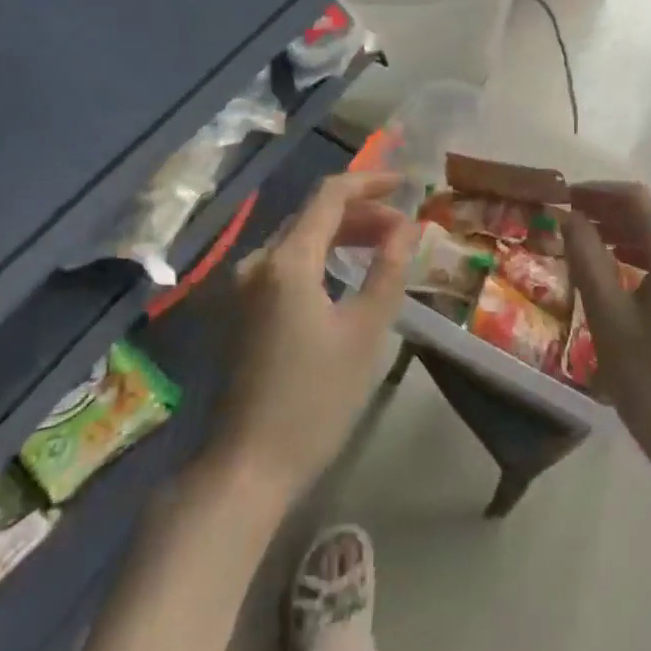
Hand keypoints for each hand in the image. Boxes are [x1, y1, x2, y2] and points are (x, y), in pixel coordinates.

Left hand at [212, 172, 415, 501]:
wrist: (246, 468)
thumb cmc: (314, 399)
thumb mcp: (365, 332)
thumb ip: (388, 270)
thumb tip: (408, 228)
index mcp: (287, 261)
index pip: (330, 195)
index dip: (370, 182)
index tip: (406, 184)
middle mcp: (258, 262)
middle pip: (314, 214)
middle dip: (362, 212)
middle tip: (403, 228)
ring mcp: (244, 287)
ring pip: (300, 238)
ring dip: (343, 234)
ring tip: (383, 247)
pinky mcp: (242, 311)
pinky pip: (287, 263)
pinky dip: (321, 256)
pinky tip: (346, 274)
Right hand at [562, 182, 650, 486]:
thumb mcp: (608, 316)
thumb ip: (586, 257)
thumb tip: (568, 216)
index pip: (638, 199)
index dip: (598, 191)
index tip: (563, 196)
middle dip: (609, 210)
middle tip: (568, 216)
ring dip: (624, 231)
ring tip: (584, 238)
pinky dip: (641, 254)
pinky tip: (615, 266)